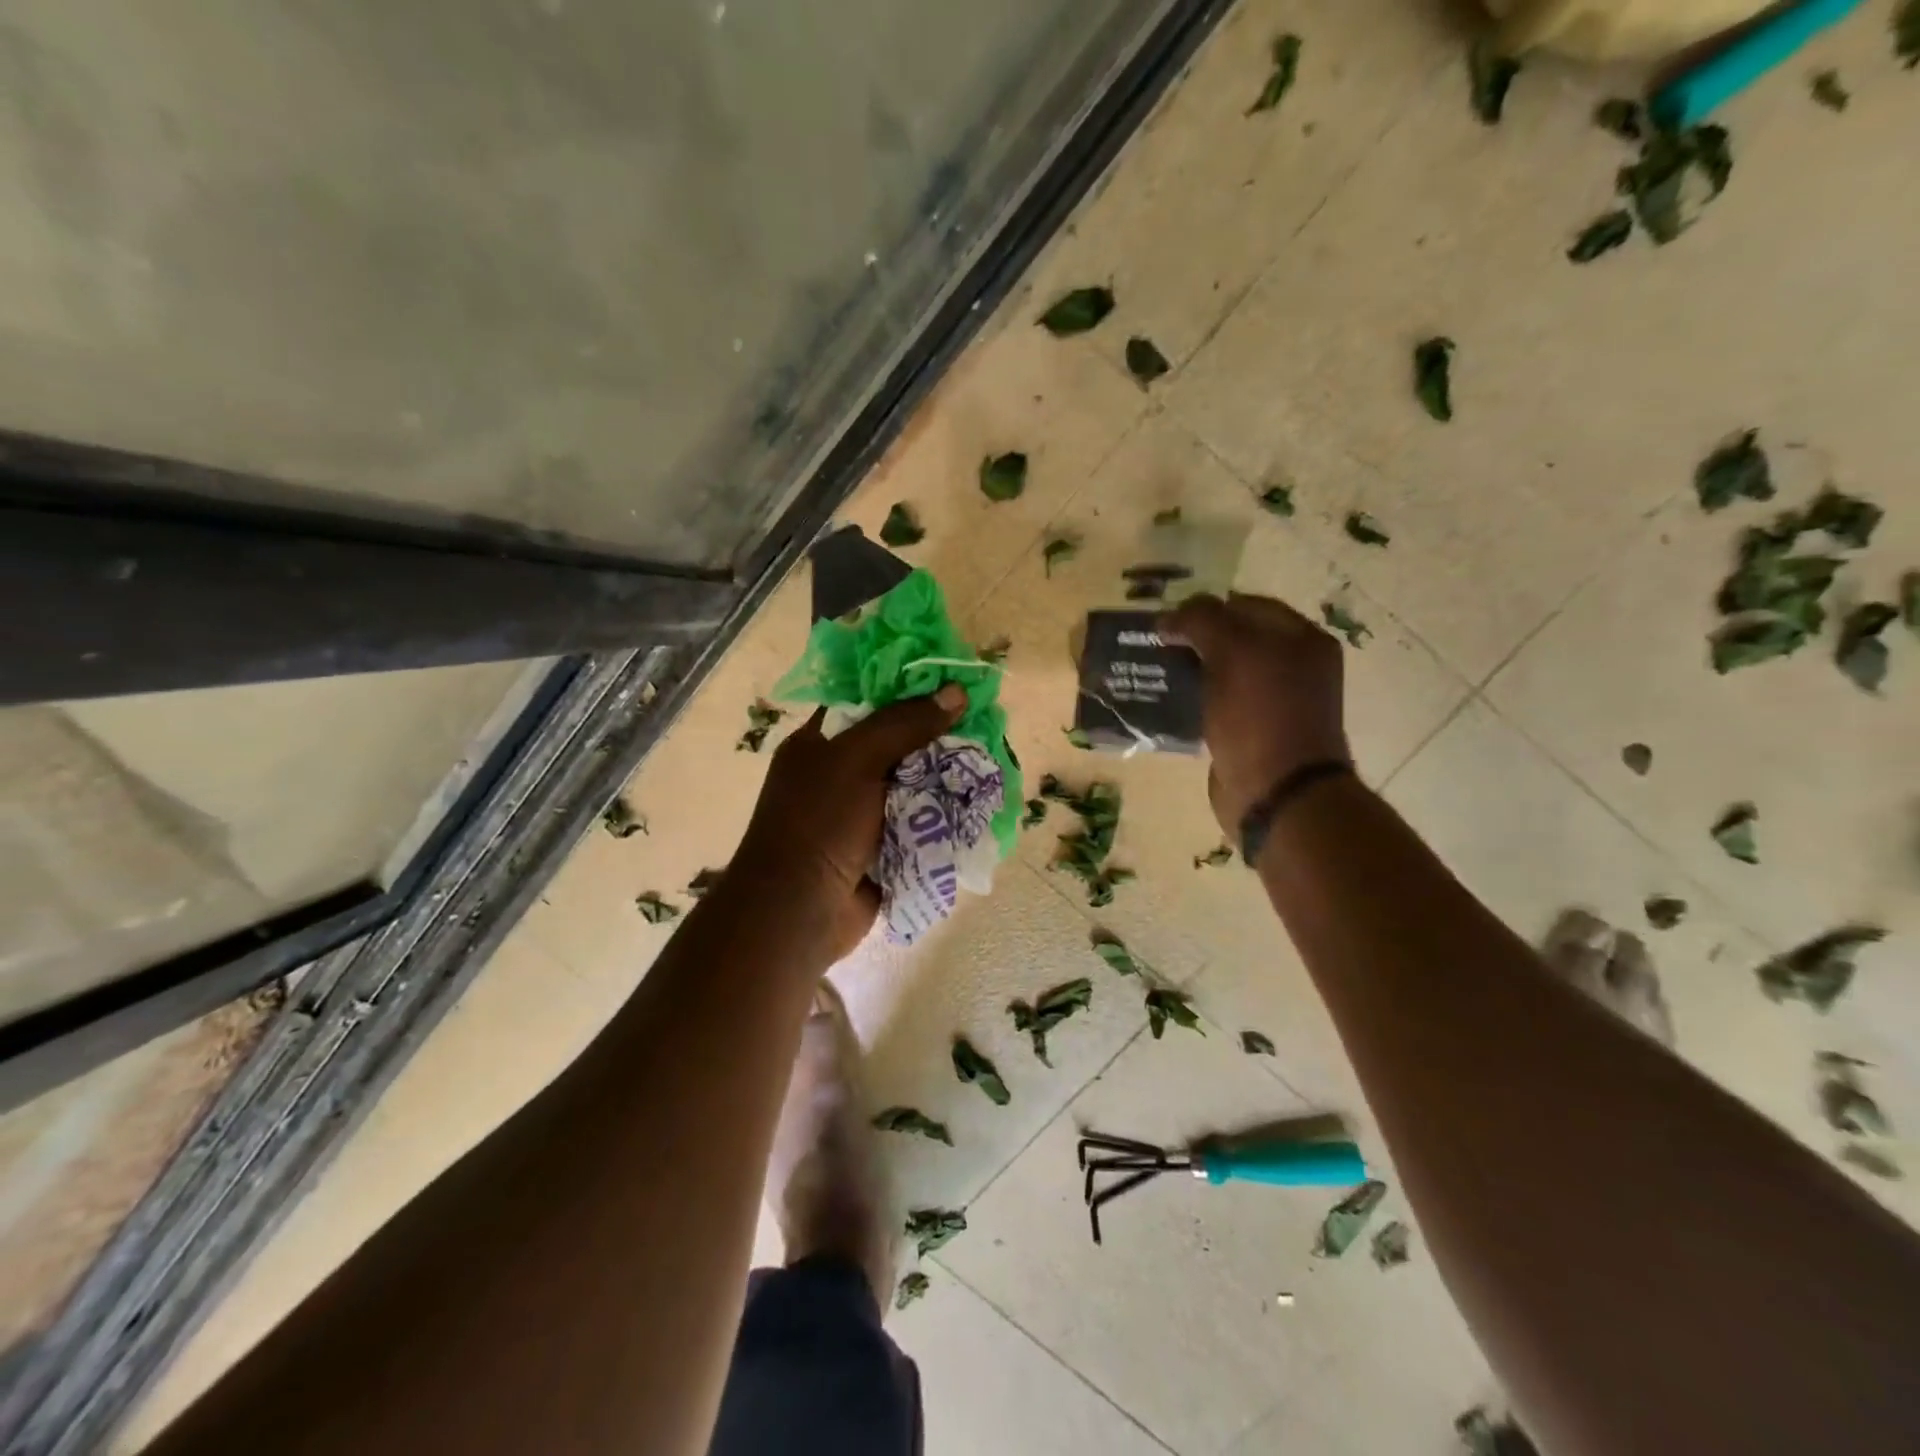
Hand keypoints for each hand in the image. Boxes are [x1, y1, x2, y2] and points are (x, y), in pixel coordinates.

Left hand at [733, 684, 966, 960]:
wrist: (800, 912)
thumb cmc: (819, 824)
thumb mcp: (858, 759)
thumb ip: (905, 723)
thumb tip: (956, 691)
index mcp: (821, 743)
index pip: (867, 700)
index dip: (907, 688)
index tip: (951, 682)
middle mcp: (841, 774)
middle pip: (898, 743)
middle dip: (938, 736)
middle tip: (983, 723)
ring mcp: (862, 813)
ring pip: (913, 783)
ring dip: (946, 777)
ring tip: (990, 760)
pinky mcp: (883, 846)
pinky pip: (920, 821)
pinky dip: (944, 814)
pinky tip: (979, 801)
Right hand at [1160, 593, 1349, 837]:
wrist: (1276, 793)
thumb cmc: (1260, 715)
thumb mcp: (1233, 652)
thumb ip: (1202, 620)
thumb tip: (1168, 619)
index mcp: (1302, 639)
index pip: (1246, 605)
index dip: (1206, 608)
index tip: (1168, 622)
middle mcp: (1293, 667)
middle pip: (1233, 639)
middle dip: (1194, 640)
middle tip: (1156, 646)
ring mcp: (1273, 702)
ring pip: (1222, 673)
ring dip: (1189, 671)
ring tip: (1153, 672)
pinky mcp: (1251, 732)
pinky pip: (1216, 705)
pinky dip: (1193, 701)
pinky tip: (1166, 703)